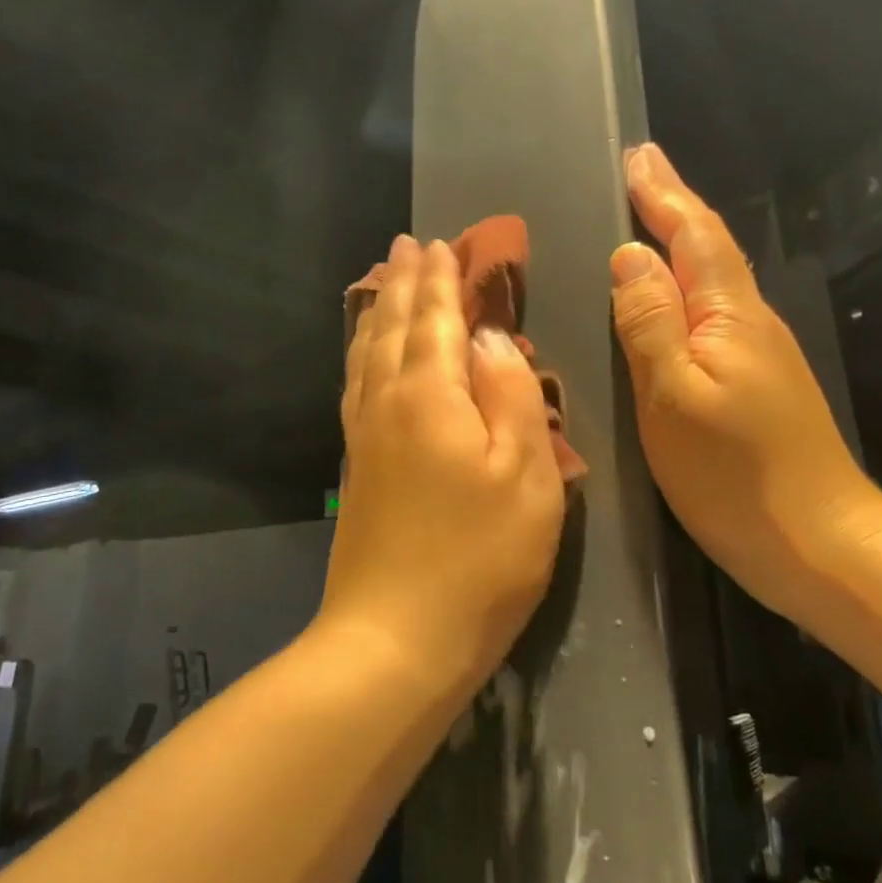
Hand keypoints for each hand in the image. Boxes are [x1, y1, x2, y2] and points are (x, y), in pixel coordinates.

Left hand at [321, 235, 565, 694]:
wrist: (394, 639)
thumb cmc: (478, 559)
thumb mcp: (524, 475)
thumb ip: (511, 394)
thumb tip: (492, 337)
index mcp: (430, 394)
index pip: (436, 319)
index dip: (441, 281)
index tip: (441, 244)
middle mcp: (388, 401)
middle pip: (393, 326)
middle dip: (404, 282)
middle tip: (407, 244)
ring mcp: (365, 434)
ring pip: (368, 351)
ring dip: (379, 309)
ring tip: (384, 280)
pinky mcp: (357, 464)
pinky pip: (356, 383)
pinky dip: (363, 352)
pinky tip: (367, 354)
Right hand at [609, 144, 881, 615]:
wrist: (822, 545)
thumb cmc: (736, 475)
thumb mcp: (673, 398)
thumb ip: (649, 324)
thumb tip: (630, 256)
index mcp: (729, 317)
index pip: (693, 237)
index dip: (663, 195)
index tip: (637, 155)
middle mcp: (750, 323)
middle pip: (710, 249)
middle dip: (674, 206)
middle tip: (642, 170)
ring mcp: (760, 355)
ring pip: (714, 280)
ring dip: (682, 240)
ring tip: (651, 216)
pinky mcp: (758, 384)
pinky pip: (715, 313)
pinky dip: (689, 284)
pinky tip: (674, 295)